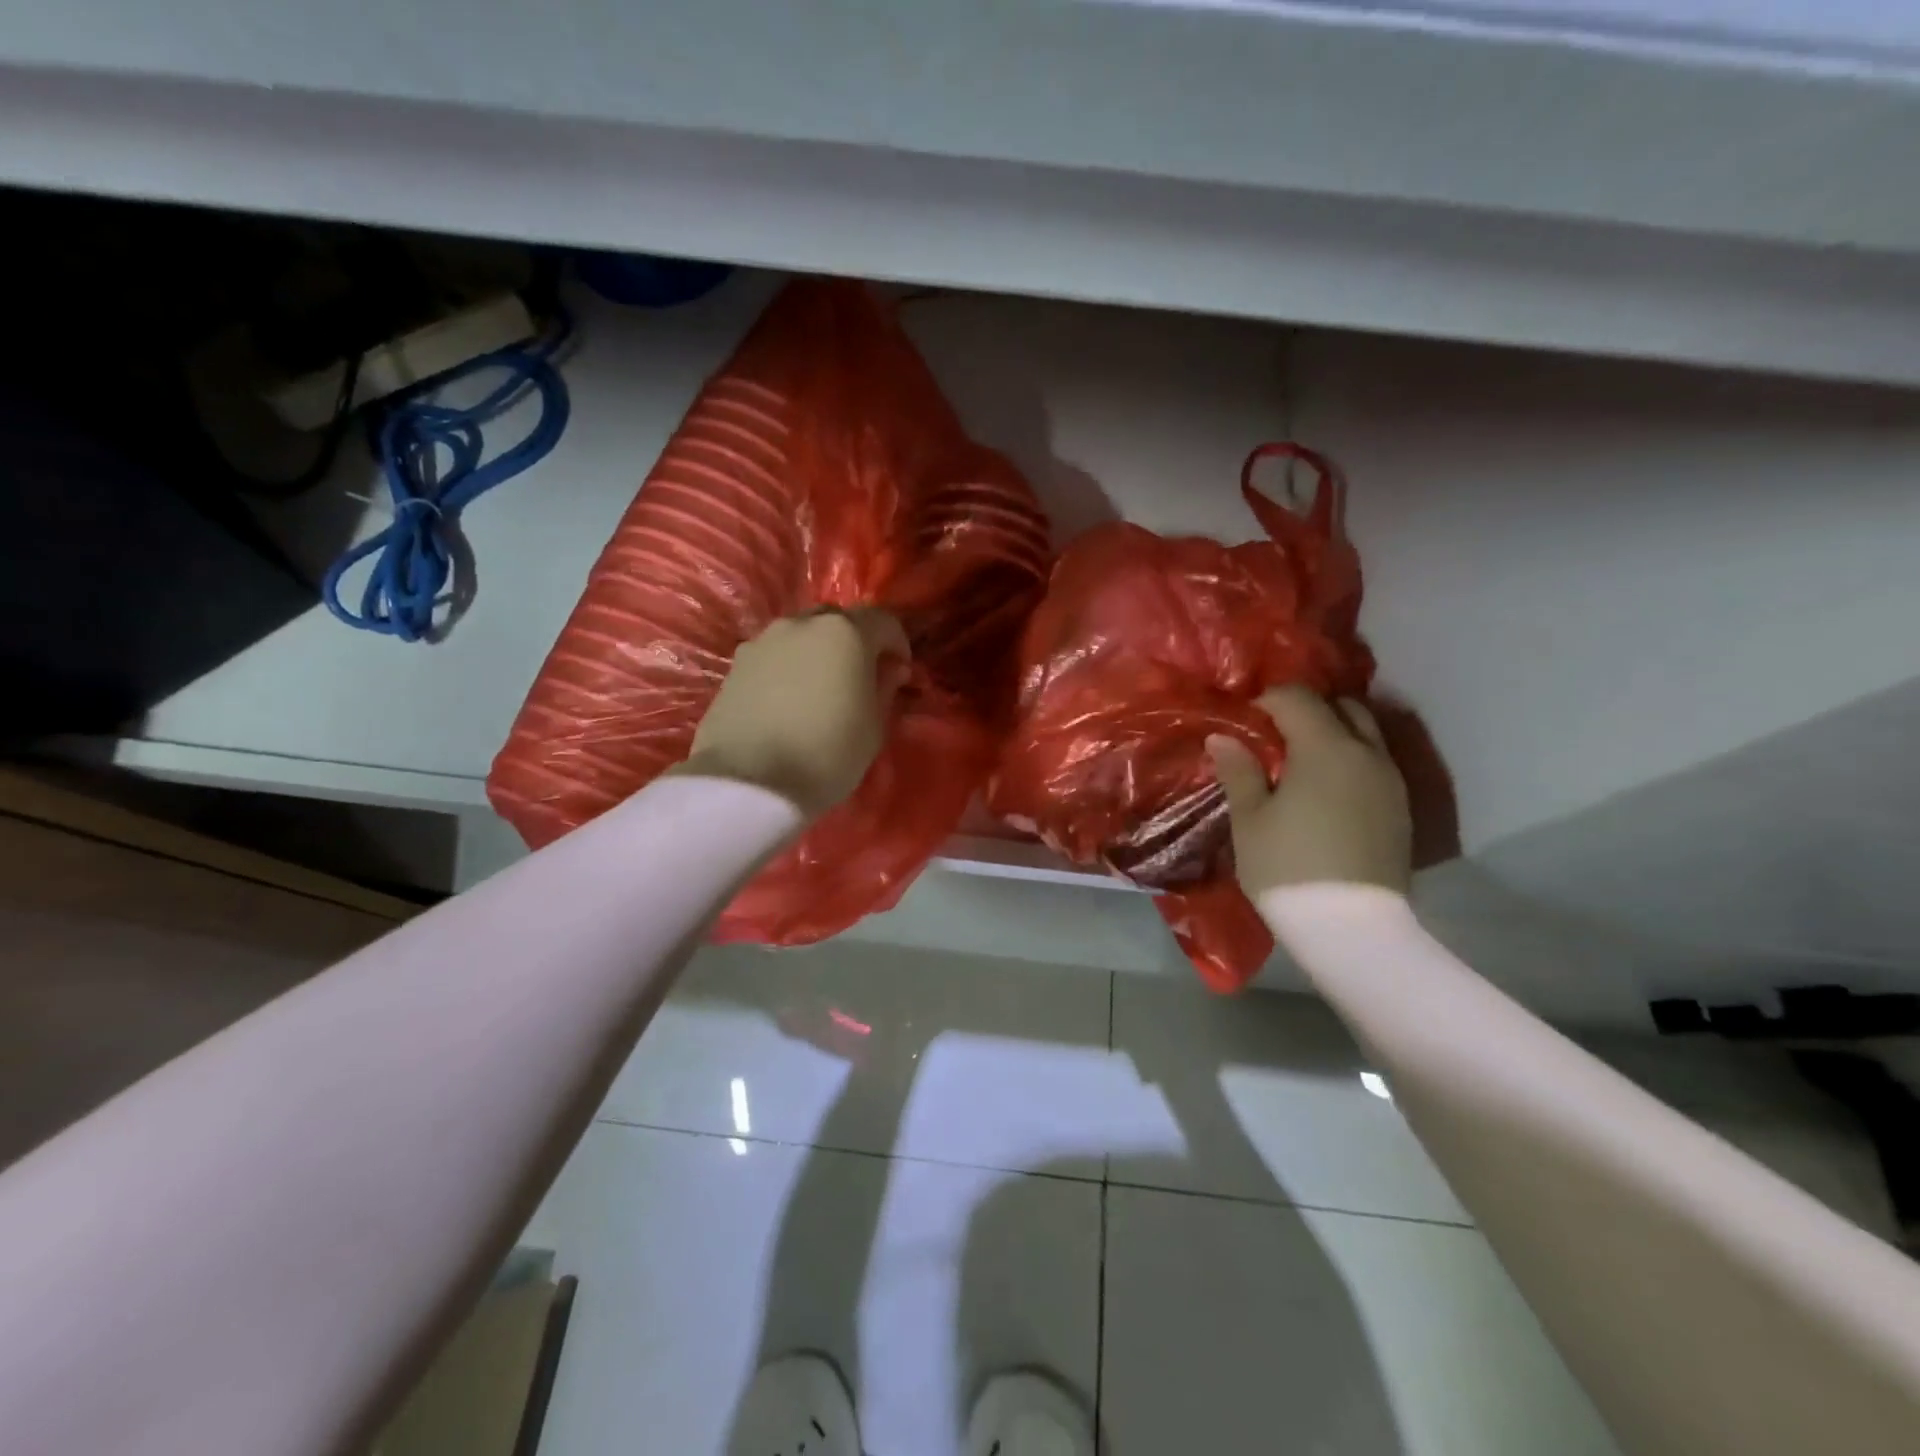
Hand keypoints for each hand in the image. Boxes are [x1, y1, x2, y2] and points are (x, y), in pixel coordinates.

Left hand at [676, 610, 910, 819]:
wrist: (749, 781)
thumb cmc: (827, 754)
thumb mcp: (874, 728)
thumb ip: (885, 688)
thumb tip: (891, 669)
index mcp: (845, 633)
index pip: (883, 620)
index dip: (897, 643)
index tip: (900, 670)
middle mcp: (802, 624)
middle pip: (838, 621)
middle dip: (855, 642)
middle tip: (860, 676)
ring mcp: (764, 640)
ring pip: (802, 635)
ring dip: (818, 653)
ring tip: (821, 689)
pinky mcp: (736, 664)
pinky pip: (774, 655)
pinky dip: (788, 668)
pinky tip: (789, 700)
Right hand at [1207, 687, 1412, 896]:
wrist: (1351, 929)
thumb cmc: (1287, 867)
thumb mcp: (1249, 819)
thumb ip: (1238, 770)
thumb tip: (1222, 738)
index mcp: (1326, 748)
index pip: (1297, 697)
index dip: (1267, 700)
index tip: (1245, 721)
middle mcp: (1367, 753)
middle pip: (1342, 706)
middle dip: (1307, 711)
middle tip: (1274, 737)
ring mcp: (1391, 781)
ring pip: (1365, 734)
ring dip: (1333, 734)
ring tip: (1299, 765)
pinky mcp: (1401, 809)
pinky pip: (1374, 764)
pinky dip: (1349, 761)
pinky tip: (1324, 792)